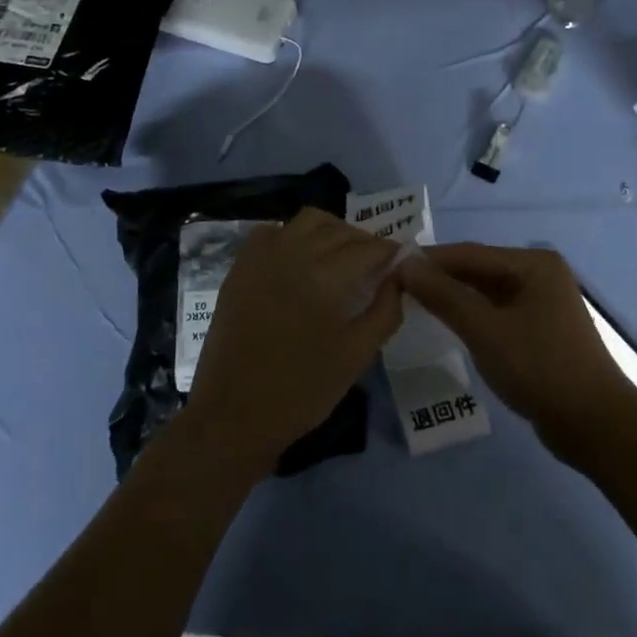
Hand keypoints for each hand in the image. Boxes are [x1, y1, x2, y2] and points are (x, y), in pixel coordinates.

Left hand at [180, 209, 402, 479]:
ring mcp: (263, 256)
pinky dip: (293, 235)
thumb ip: (385, 311)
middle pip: (341, 230)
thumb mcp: (357, 356)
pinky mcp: (240, 266)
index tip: (403, 262)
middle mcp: (294, 254)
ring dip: (332, 231)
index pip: (370, 248)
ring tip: (341, 256)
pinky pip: (272, 231)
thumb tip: (397, 278)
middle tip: (376, 264)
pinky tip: (300, 259)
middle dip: (365, 242)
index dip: (391, 252)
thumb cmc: (302, 391)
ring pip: (307, 221)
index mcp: (326, 278)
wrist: (234, 414)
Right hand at [399, 243, 636, 465]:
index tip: (389, 267)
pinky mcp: (540, 329)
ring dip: (453, 297)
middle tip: (395, 286)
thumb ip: (444, 295)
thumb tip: (405, 265)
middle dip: (439, 278)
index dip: (428, 260)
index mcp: (533, 264)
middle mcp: (539, 274)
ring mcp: (541, 302)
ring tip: (412, 303)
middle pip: (478, 270)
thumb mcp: (485, 330)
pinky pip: (496, 312)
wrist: (595, 425)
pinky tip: (446, 323)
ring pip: (486, 292)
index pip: (469, 253)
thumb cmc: (539, 368)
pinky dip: (471, 315)